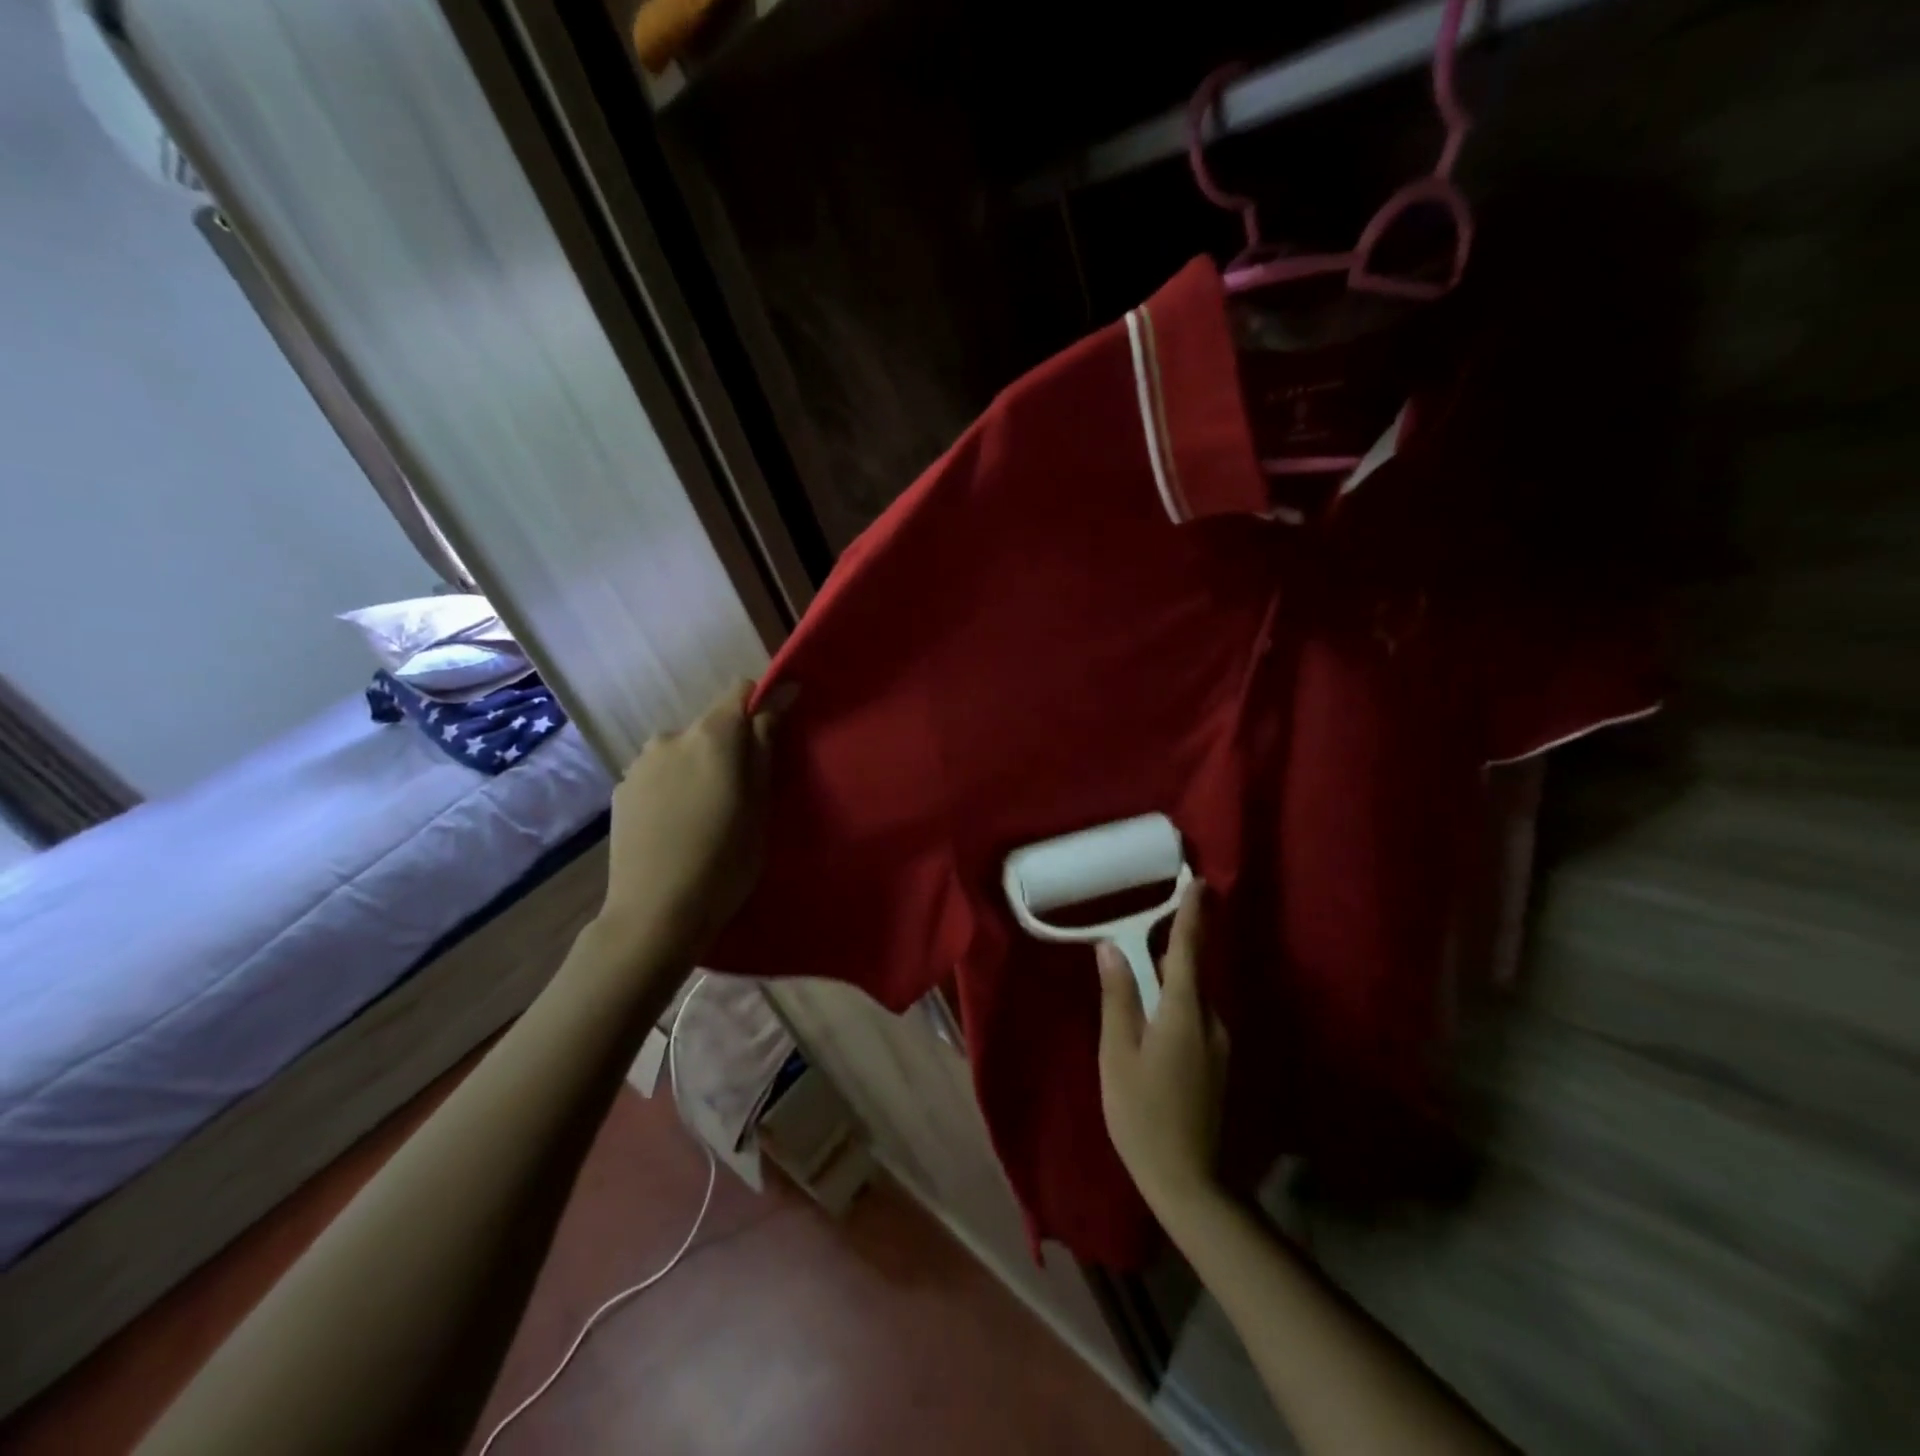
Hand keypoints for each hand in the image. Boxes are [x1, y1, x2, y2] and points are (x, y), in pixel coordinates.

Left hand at [599, 679, 791, 955]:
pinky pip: (659, 774)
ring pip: (683, 751)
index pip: (740, 691)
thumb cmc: (725, 859)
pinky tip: (677, 826)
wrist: (655, 915)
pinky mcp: (621, 790)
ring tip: (706, 814)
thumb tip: (779, 695)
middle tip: (742, 794)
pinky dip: (673, 787)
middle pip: (711, 725)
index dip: (761, 706)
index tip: (775, 738)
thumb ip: (765, 745)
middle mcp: (671, 736)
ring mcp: (639, 763)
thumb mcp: (761, 804)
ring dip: (699, 767)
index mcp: (712, 735)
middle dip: (730, 747)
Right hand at [1097, 881, 1229, 1220]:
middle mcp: (1210, 1021)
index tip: (1199, 883)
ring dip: (1175, 973)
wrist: (1187, 1179)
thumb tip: (1111, 948)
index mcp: (1184, 1013)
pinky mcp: (1216, 1061)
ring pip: (1194, 995)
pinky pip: (1196, 1014)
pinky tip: (1156, 1009)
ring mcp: (1218, 1044)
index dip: (1192, 915)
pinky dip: (1178, 998)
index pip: (1188, 950)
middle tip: (1158, 915)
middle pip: (1193, 970)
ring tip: (1147, 961)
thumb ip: (1118, 997)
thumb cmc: (1141, 1112)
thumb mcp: (1117, 1052)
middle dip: (1179, 940)